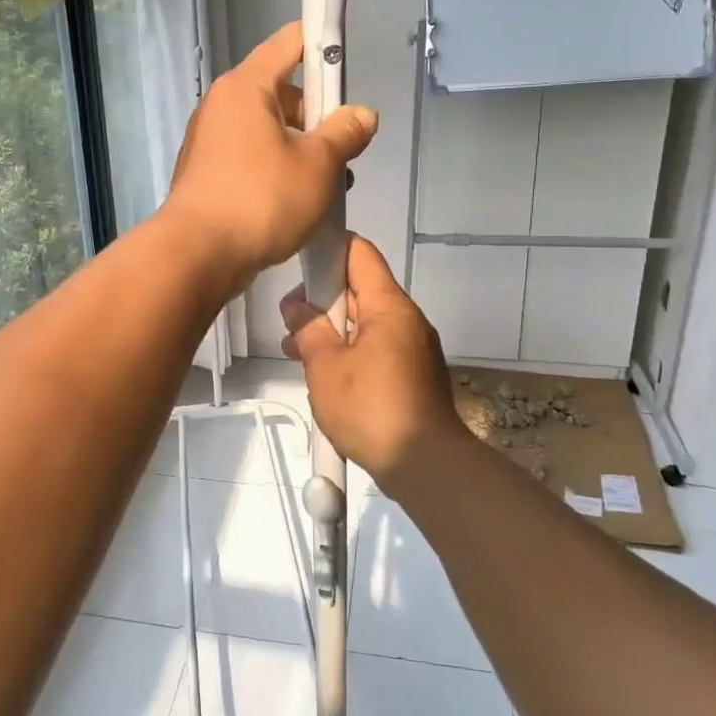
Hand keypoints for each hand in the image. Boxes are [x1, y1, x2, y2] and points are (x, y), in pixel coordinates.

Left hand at [164, 23, 378, 289]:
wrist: (198, 255)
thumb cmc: (262, 199)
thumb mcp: (318, 165)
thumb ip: (345, 133)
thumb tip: (362, 114)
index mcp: (246, 86)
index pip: (290, 42)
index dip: (324, 45)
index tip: (348, 67)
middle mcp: (222, 105)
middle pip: (282, 92)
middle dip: (318, 117)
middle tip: (342, 153)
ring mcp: (210, 141)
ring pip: (269, 131)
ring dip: (302, 152)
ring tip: (327, 189)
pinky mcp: (207, 174)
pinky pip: (251, 159)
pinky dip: (276, 171)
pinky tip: (297, 204)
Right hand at [280, 234, 469, 487]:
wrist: (425, 465)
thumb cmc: (371, 408)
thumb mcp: (326, 366)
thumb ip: (308, 329)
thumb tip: (297, 306)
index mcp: (388, 306)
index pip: (359, 253)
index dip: (328, 250)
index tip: (298, 267)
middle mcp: (406, 319)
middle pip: (360, 289)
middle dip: (322, 300)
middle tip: (289, 323)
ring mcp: (413, 348)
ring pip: (365, 323)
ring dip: (332, 331)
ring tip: (296, 353)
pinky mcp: (413, 375)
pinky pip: (376, 348)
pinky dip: (349, 352)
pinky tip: (325, 376)